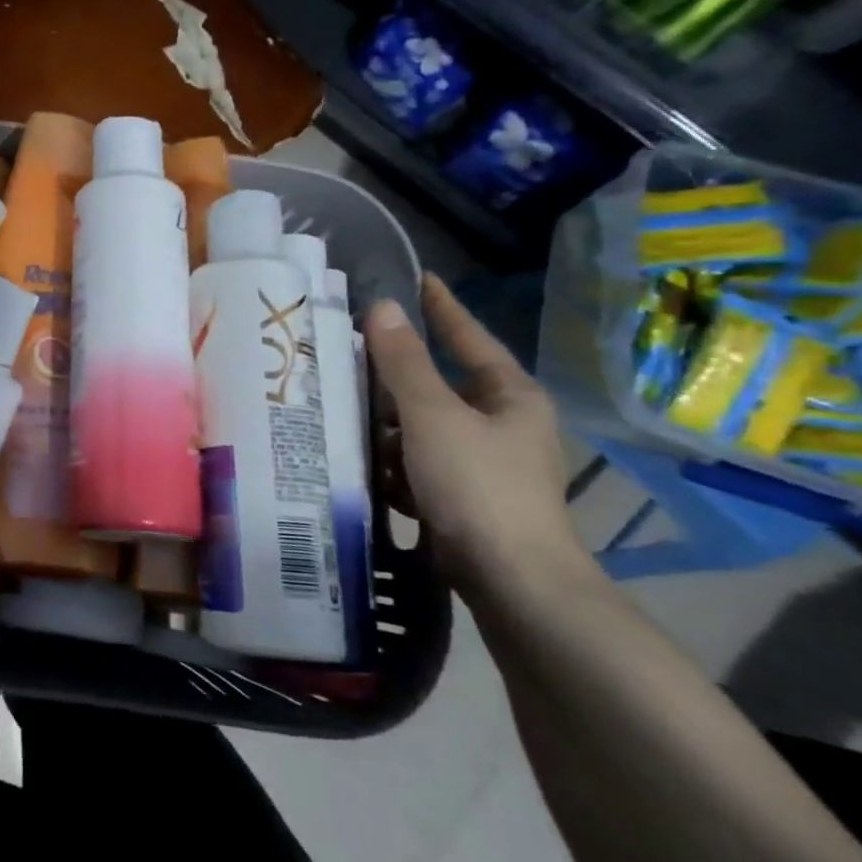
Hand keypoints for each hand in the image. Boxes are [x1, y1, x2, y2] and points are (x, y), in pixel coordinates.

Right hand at [365, 274, 585, 597]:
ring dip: (389, 425)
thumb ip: (404, 362)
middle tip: (350, 354)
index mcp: (510, 397)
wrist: (514, 584)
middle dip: (395, 377)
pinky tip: (370, 470)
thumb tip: (384, 307)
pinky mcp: (468, 500)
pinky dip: (397, 463)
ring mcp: (487, 465)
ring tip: (346, 417)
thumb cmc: (478, 487)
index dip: (442, 307)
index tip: (418, 277)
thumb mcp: (432, 416)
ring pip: (425, 427)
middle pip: (440, 384)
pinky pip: (422, 464)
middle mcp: (504, 425)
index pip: (470, 336)